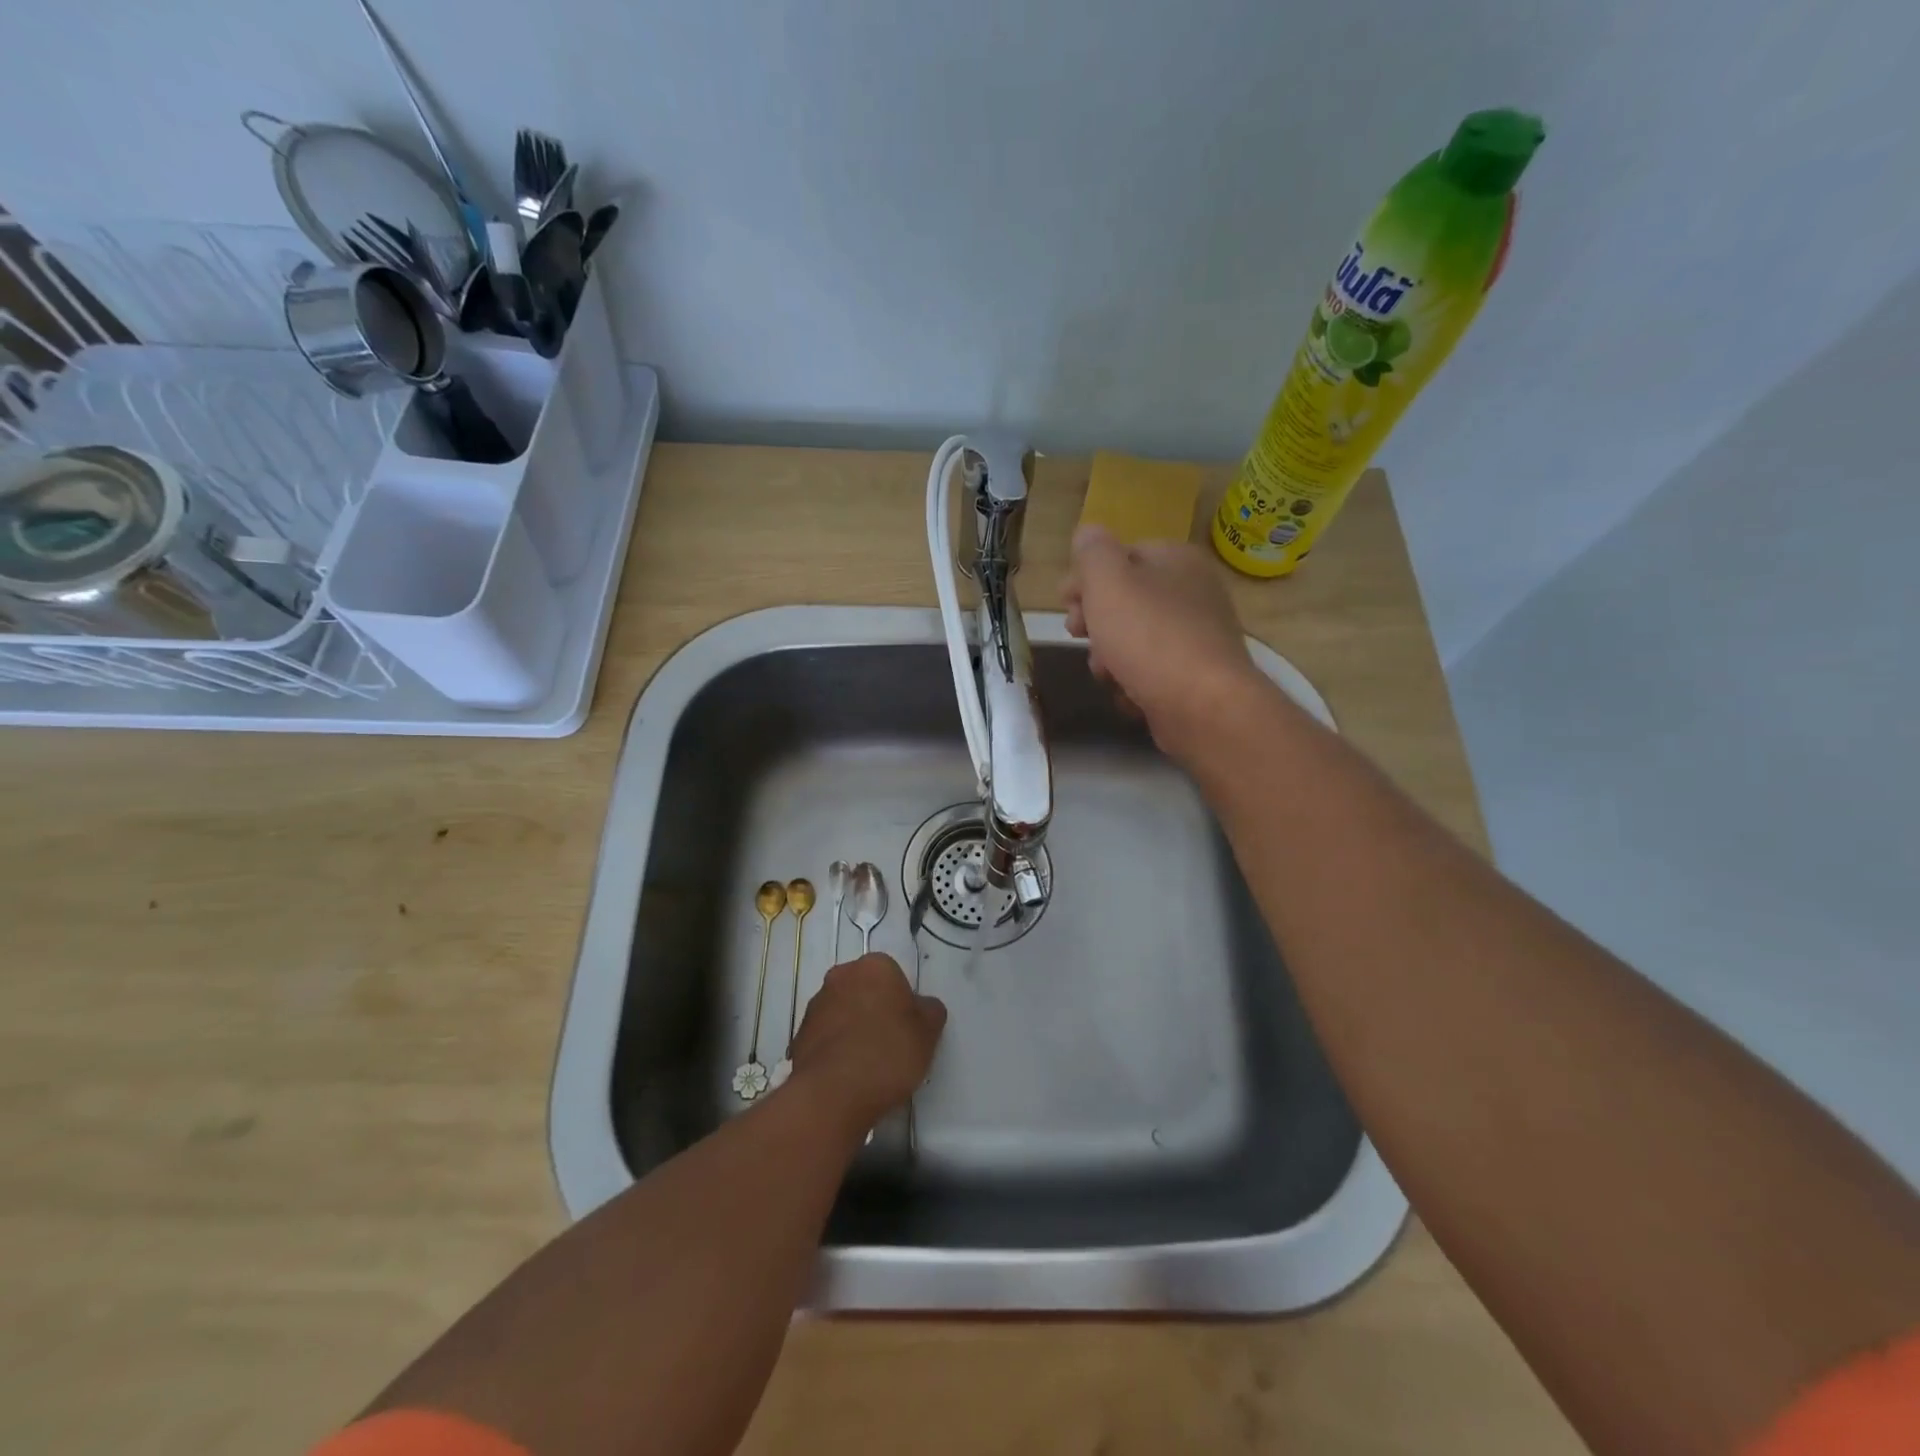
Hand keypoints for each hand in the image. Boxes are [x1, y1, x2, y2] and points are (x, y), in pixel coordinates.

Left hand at [786, 953, 946, 1133]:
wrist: (832, 1094)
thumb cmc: (888, 1054)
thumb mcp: (928, 1033)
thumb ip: (929, 1011)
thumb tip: (922, 1007)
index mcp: (874, 966)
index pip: (894, 976)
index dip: (904, 1003)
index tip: (908, 1030)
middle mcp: (841, 975)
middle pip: (866, 990)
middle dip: (876, 1010)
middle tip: (891, 1045)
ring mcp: (815, 1004)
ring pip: (843, 1012)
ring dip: (854, 1029)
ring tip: (867, 1065)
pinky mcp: (799, 1034)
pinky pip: (826, 1036)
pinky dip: (836, 1049)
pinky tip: (847, 1075)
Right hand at [1062, 525, 1262, 758]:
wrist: (1202, 706)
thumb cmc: (1149, 636)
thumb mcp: (1108, 581)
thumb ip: (1093, 552)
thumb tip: (1088, 533)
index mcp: (1177, 560)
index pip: (1121, 556)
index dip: (1086, 578)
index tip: (1065, 603)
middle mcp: (1193, 592)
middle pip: (1126, 600)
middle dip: (1095, 621)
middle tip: (1078, 635)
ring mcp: (1197, 637)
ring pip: (1135, 640)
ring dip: (1110, 657)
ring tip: (1106, 673)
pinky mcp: (1195, 677)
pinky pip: (1152, 673)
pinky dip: (1134, 683)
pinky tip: (1129, 694)